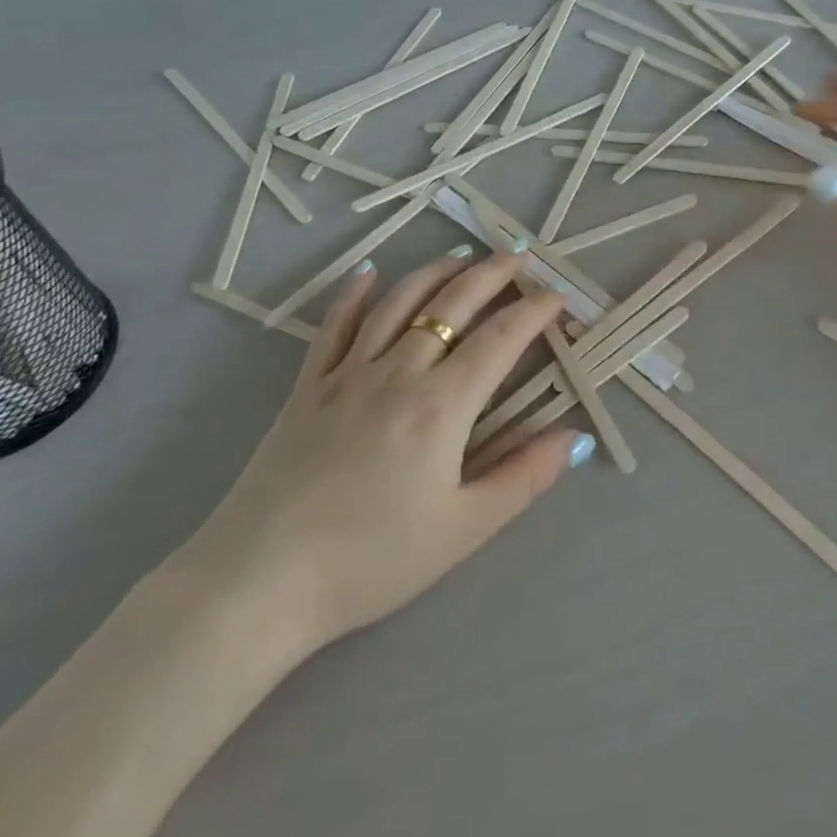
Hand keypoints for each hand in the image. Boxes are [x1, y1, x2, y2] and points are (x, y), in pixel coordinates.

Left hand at [181, 248, 588, 667]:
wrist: (262, 579)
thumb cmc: (373, 560)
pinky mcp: (307, 386)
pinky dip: (355, 294)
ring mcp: (346, 373)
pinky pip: (335, 325)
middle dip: (491, 275)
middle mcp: (397, 372)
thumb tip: (575, 437)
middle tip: (518, 258)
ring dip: (435, 273)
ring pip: (398, 303)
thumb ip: (524, 477)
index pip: (500, 339)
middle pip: (452, 305)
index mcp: (441, 406)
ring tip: (461, 256)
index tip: (558, 296)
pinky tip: (369, 274)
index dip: (534, 311)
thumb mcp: (465, 529)